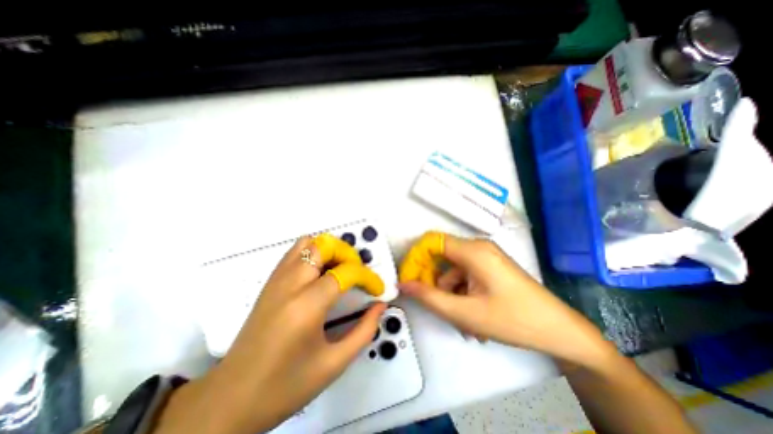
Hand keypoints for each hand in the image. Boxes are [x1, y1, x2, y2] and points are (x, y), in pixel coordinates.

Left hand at [154, 238, 385, 433]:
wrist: (231, 399)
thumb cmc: (286, 385)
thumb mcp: (334, 364)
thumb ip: (364, 331)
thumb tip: (380, 305)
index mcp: (307, 305)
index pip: (346, 272)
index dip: (368, 277)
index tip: (377, 289)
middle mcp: (290, 284)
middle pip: (325, 246)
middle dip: (348, 254)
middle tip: (357, 274)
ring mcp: (276, 279)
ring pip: (308, 243)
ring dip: (330, 250)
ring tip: (341, 270)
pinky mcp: (270, 282)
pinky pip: (295, 252)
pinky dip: (314, 253)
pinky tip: (321, 273)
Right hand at [398, 230, 616, 365]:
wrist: (560, 331)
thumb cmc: (513, 320)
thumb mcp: (465, 313)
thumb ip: (429, 297)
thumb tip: (403, 285)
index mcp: (473, 251)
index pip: (432, 241)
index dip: (416, 258)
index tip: (409, 279)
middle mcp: (478, 247)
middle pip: (442, 257)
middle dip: (435, 282)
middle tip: (437, 306)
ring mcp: (486, 257)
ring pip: (454, 271)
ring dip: (451, 294)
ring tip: (463, 323)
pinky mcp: (490, 267)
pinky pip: (466, 275)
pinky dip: (462, 294)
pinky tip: (473, 318)